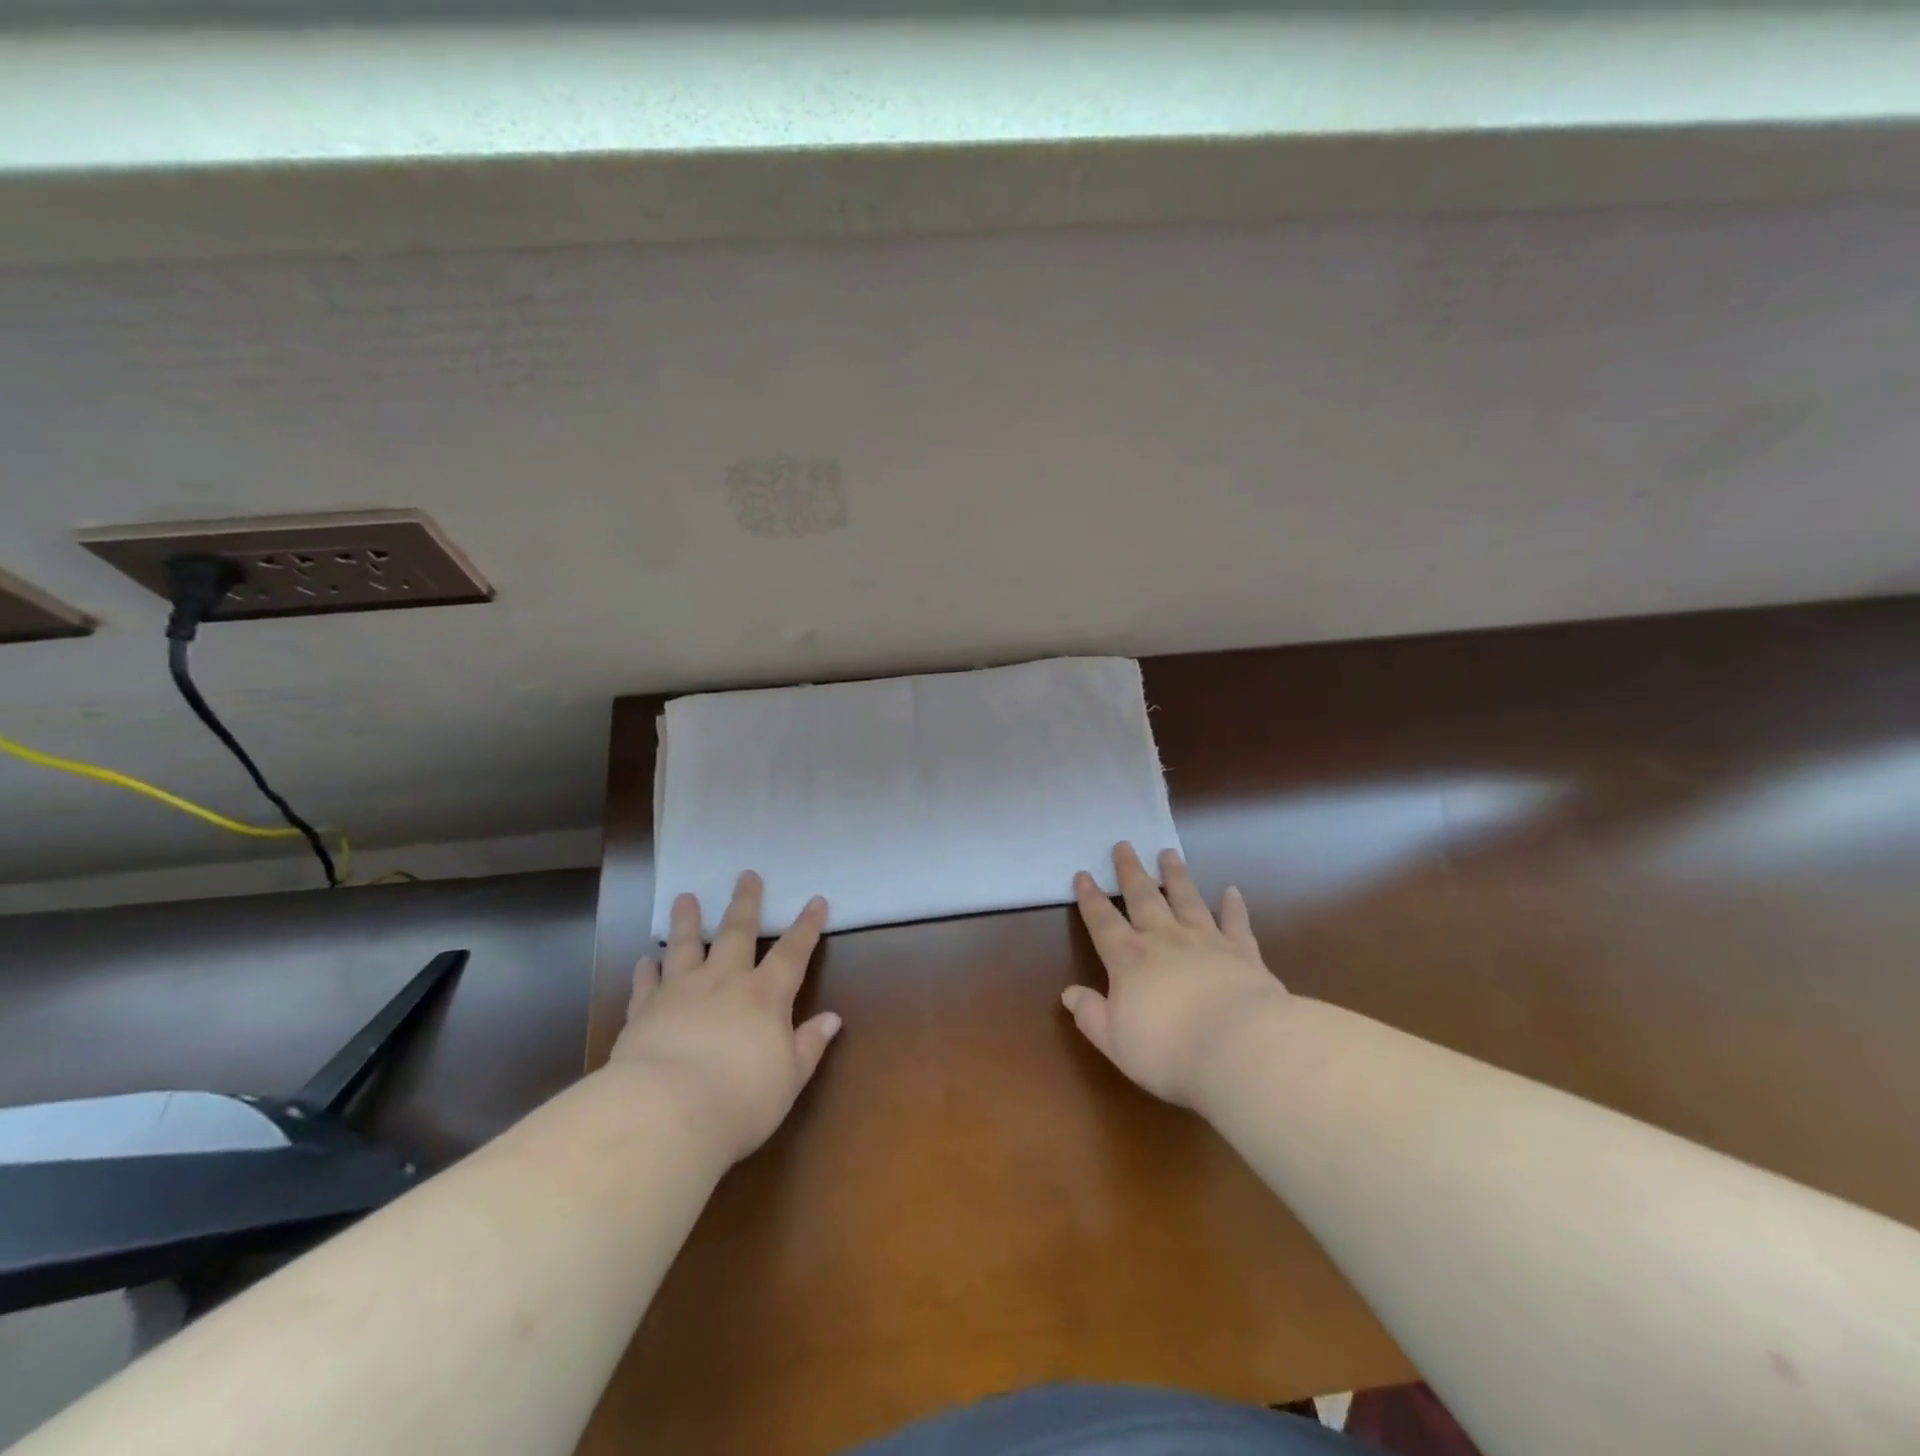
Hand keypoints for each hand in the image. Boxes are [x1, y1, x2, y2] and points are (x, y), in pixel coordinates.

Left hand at [609, 872, 840, 1162]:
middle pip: (736, 933)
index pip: (793, 952)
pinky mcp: (644, 1012)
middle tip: (746, 875)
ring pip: (685, 946)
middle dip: (745, 903)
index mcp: (765, 995)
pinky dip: (646, 971)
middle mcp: (724, 982)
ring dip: (686, 921)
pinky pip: (647, 984)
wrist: (667, 1113)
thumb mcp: (789, 1078)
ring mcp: (680, 993)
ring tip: (685, 898)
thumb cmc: (740, 1099)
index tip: (816, 900)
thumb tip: (832, 1018)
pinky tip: (644, 960)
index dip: (806, 926)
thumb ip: (809, 1044)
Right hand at [1064, 842, 1286, 1107]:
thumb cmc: (1167, 1050)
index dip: (1090, 898)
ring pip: (1187, 899)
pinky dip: (1233, 906)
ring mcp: (1206, 941)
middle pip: (1143, 898)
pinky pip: (1235, 923)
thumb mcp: (1114, 1041)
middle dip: (1130, 872)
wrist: (1239, 1048)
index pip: (1103, 922)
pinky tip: (1232, 891)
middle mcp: (1164, 940)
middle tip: (1124, 845)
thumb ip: (1090, 1014)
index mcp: (1129, 959)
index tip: (1083, 874)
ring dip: (1176, 875)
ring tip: (1168, 853)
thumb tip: (1069, 993)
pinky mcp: (1243, 953)